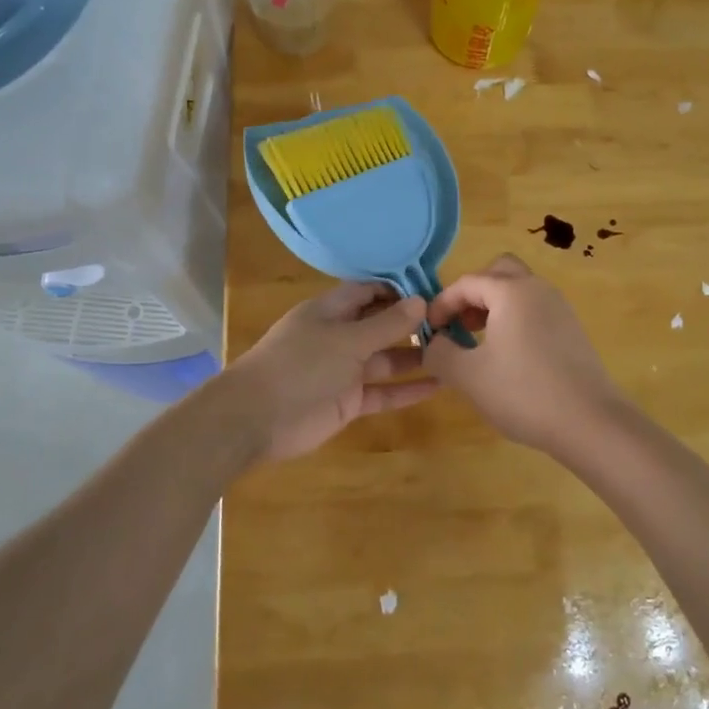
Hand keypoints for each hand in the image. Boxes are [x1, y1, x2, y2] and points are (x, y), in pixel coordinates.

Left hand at [222, 282, 438, 462]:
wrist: (255, 418)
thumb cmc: (300, 365)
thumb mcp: (347, 340)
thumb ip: (385, 324)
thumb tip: (421, 301)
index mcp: (331, 311)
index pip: (369, 291)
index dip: (399, 290)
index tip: (435, 292)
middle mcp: (338, 336)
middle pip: (380, 324)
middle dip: (412, 323)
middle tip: (453, 323)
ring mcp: (343, 370)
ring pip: (384, 359)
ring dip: (414, 356)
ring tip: (453, 353)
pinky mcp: (347, 401)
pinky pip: (381, 391)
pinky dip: (406, 390)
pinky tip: (438, 387)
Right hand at [423, 253, 628, 454]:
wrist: (591, 422)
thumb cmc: (524, 392)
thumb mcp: (468, 376)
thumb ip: (440, 353)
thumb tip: (434, 343)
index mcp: (511, 292)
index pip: (466, 283)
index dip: (442, 303)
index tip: (430, 331)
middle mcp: (538, 289)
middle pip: (499, 272)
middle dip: (473, 293)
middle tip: (460, 324)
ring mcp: (560, 308)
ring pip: (519, 290)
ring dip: (494, 306)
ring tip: (480, 342)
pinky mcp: (572, 330)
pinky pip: (535, 310)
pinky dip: (515, 319)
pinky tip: (509, 356)